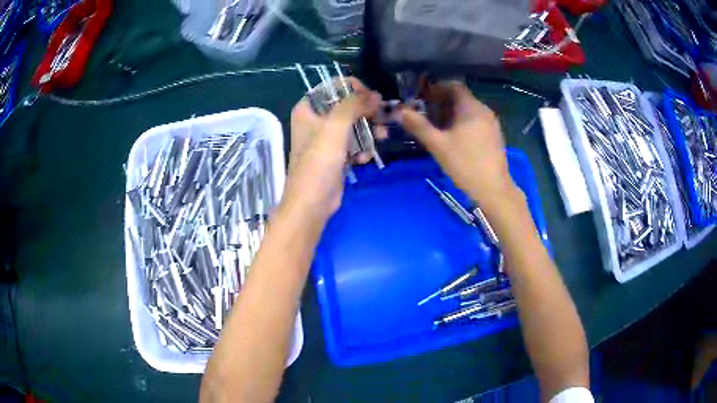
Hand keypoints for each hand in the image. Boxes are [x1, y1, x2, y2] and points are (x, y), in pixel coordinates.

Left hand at [283, 78, 380, 219]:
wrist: (312, 203)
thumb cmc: (319, 162)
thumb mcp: (335, 127)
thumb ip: (354, 105)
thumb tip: (375, 95)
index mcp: (308, 109)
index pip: (333, 87)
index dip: (354, 89)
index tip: (372, 98)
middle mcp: (315, 120)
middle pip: (346, 105)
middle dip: (366, 111)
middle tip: (382, 117)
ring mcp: (325, 138)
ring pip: (353, 124)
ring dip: (369, 130)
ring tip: (382, 137)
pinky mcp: (335, 155)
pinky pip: (353, 142)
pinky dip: (362, 147)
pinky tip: (365, 158)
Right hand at [400, 81, 517, 206]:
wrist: (494, 189)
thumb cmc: (465, 164)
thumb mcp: (438, 145)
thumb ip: (418, 126)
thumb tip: (400, 112)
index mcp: (471, 108)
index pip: (454, 86)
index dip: (437, 88)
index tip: (422, 97)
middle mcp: (484, 111)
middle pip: (461, 98)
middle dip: (441, 102)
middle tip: (425, 113)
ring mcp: (491, 124)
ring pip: (468, 111)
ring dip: (450, 113)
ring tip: (435, 127)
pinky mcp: (494, 136)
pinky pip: (475, 121)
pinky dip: (461, 123)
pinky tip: (452, 138)